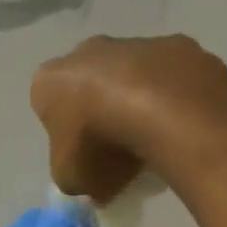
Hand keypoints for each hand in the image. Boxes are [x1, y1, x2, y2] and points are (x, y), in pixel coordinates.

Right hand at [30, 35, 226, 201]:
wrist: (158, 107)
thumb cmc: (97, 143)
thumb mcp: (72, 179)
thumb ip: (75, 178)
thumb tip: (92, 184)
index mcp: (49, 82)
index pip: (48, 108)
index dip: (66, 137)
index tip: (84, 160)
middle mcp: (84, 51)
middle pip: (88, 86)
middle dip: (100, 113)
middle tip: (117, 152)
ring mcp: (130, 42)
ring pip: (129, 78)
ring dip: (136, 104)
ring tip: (152, 142)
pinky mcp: (172, 45)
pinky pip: (166, 79)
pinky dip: (169, 99)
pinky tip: (178, 125)